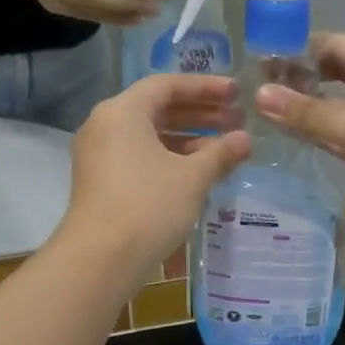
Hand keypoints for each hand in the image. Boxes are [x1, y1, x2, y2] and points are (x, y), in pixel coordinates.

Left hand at [63, 74, 250, 275]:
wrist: (101, 259)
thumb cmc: (149, 206)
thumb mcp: (192, 177)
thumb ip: (221, 153)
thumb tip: (245, 139)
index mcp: (123, 111)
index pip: (168, 85)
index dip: (206, 87)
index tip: (237, 94)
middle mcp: (105, 125)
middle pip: (158, 108)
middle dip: (200, 113)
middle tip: (236, 121)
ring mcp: (99, 155)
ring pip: (149, 135)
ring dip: (188, 138)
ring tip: (224, 148)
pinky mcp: (101, 182)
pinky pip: (140, 156)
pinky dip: (169, 157)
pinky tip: (198, 172)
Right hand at [255, 32, 344, 227]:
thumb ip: (305, 112)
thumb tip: (258, 96)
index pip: (336, 45)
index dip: (300, 50)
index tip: (262, 60)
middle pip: (338, 73)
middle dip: (303, 78)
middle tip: (261, 87)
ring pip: (340, 105)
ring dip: (310, 108)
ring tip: (268, 111)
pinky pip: (344, 133)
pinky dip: (321, 133)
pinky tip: (293, 136)